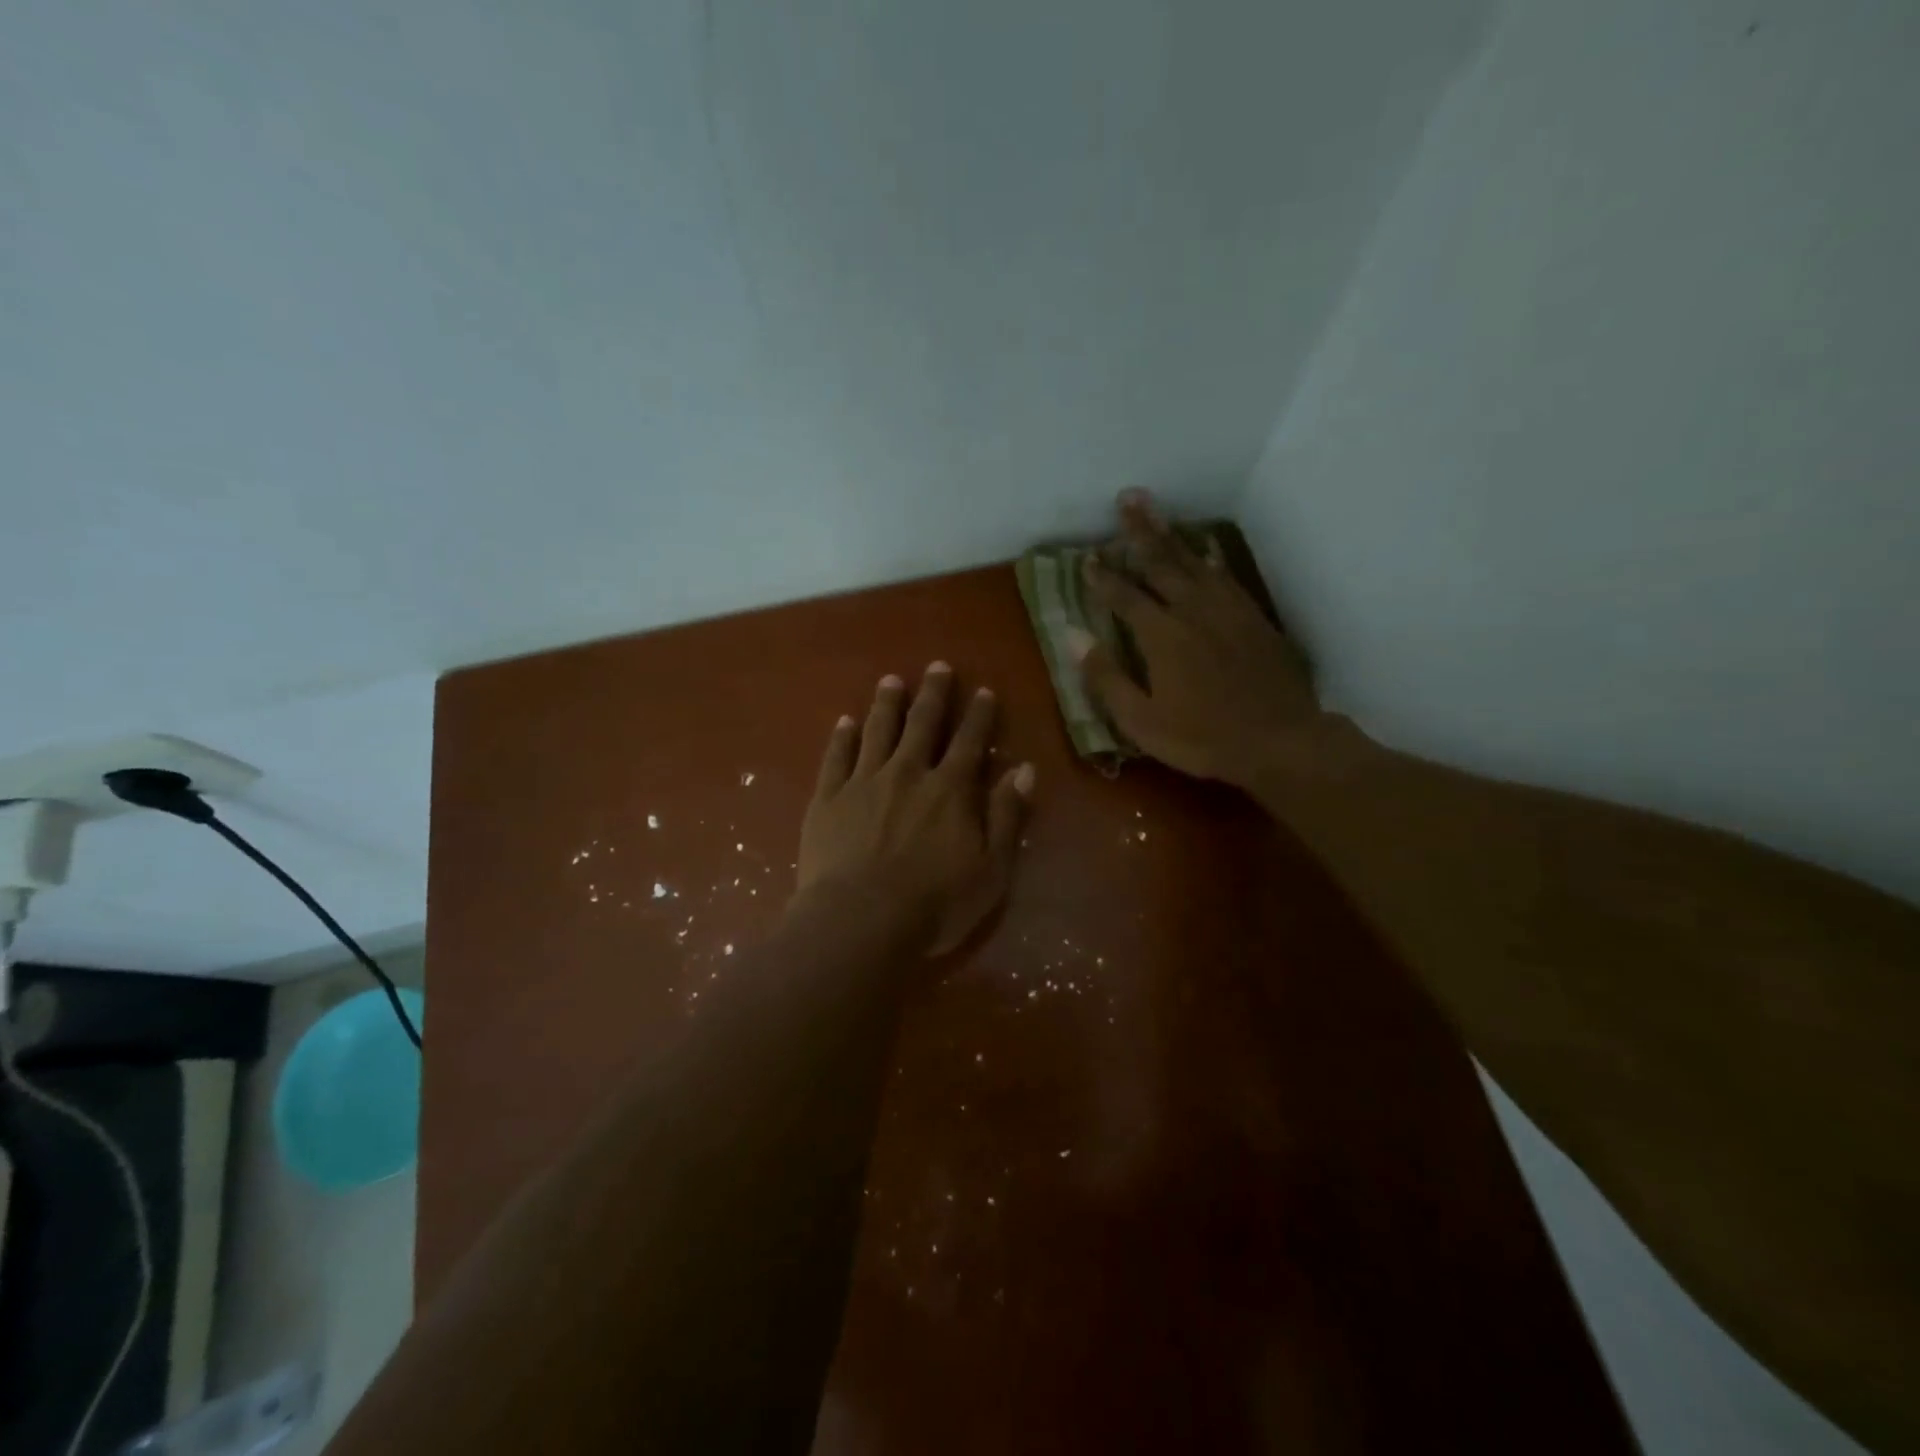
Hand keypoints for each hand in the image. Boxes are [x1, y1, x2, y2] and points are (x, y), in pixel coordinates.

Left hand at [797, 664, 1034, 955]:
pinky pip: (836, 758)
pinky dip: (842, 737)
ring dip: (886, 704)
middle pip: (922, 724)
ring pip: (877, 731)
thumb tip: (1024, 770)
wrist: (860, 920)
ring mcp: (864, 782)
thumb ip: (1007, 816)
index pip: (969, 742)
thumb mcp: (991, 869)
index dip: (978, 715)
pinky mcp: (828, 799)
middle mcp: (908, 773)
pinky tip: (844, 722)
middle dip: (933, 694)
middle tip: (937, 667)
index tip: (982, 691)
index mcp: (950, 790)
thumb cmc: (935, 903)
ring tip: (891, 680)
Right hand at [1070, 488, 1330, 790]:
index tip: (1087, 558)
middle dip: (1139, 531)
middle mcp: (1192, 610)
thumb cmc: (1202, 738)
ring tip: (1153, 508)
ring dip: (1170, 533)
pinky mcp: (1252, 616)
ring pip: (1192, 561)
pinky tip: (1203, 548)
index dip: (1103, 577)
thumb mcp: (1142, 721)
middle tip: (1126, 499)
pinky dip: (1208, 557)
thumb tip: (1073, 637)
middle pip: (1160, 562)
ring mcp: (1226, 609)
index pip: (1124, 596)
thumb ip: (1106, 678)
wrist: (1279, 740)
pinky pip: (1224, 575)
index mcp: (1161, 635)